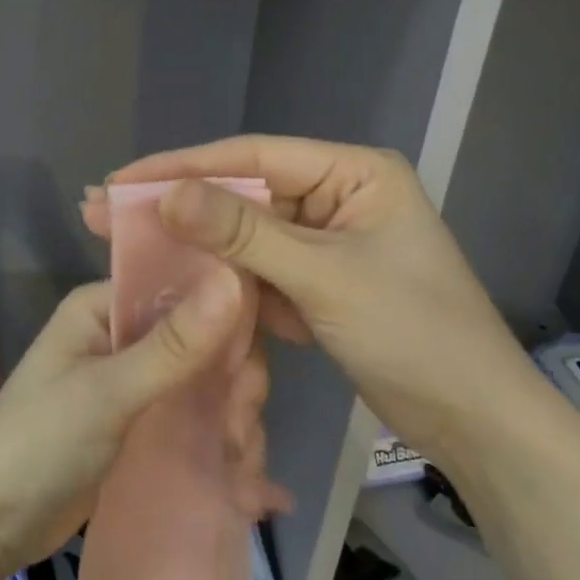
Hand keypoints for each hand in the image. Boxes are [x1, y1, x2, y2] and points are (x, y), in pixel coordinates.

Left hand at [0, 272, 264, 579]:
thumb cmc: (37, 445)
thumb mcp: (107, 393)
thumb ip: (174, 344)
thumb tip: (235, 275)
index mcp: (105, 307)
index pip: (183, 288)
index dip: (227, 319)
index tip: (250, 371)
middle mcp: (122, 336)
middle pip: (203, 343)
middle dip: (232, 388)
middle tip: (241, 434)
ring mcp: (133, 384)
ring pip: (204, 386)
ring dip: (232, 425)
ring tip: (244, 474)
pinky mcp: (140, 427)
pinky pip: (192, 422)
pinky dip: (219, 448)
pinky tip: (251, 492)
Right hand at [98, 136, 536, 449]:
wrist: (473, 422)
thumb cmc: (413, 333)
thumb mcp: (322, 277)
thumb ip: (243, 233)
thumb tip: (168, 195)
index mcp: (353, 173)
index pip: (253, 158)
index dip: (184, 166)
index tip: (123, 178)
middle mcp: (337, 196)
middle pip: (243, 194)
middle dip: (178, 205)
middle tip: (105, 208)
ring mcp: (325, 243)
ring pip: (245, 235)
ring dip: (193, 243)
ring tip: (125, 242)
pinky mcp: (316, 284)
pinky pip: (258, 271)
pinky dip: (220, 278)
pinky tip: (170, 277)